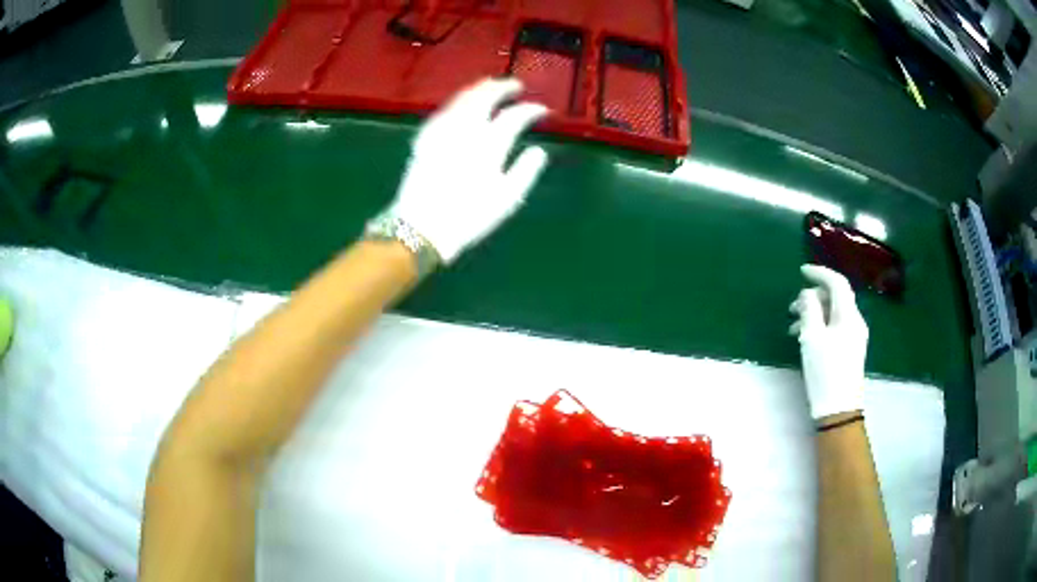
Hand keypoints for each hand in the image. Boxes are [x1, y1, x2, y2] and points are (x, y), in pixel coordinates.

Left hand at [386, 78, 548, 262]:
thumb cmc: (468, 218)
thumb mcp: (506, 200)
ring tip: (490, 85)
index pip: (515, 117)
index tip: (543, 110)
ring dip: (479, 89)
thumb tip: (539, 150)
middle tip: (516, 85)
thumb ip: (525, 171)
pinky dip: (457, 102)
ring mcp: (443, 132)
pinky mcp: (425, 138)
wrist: (422, 228)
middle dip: (503, 87)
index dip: (531, 110)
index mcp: (489, 147)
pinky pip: (443, 111)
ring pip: (462, 100)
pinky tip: (461, 103)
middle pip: (485, 98)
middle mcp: (465, 131)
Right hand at [789, 265, 868, 420]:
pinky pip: (835, 326)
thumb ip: (810, 310)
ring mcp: (855, 336)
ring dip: (814, 313)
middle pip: (835, 297)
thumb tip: (808, 294)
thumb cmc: (825, 371)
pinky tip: (806, 339)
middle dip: (813, 297)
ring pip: (834, 313)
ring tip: (793, 328)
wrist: (839, 409)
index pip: (837, 282)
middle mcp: (855, 321)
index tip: (801, 271)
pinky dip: (820, 325)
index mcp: (848, 315)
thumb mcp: (812, 338)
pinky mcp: (850, 349)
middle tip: (792, 309)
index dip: (820, 272)